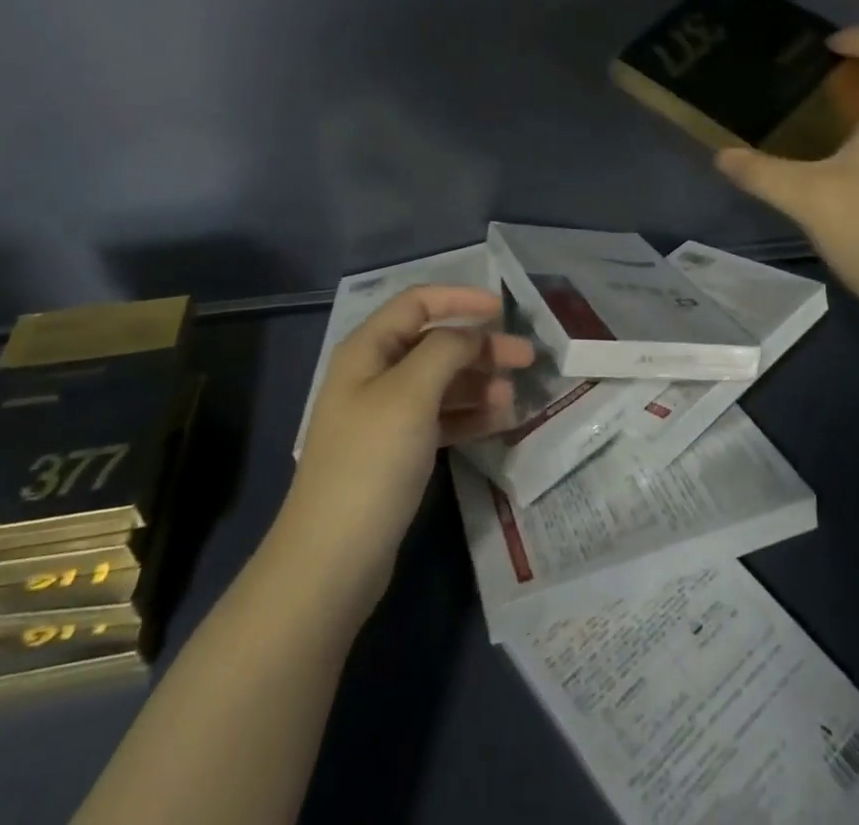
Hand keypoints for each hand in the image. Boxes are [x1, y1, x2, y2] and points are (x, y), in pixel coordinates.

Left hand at [277, 285, 534, 620]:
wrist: (333, 559)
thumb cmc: (371, 461)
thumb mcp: (410, 393)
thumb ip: (446, 350)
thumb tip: (472, 333)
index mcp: (368, 349)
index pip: (417, 302)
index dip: (460, 299)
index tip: (502, 310)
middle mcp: (374, 374)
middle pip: (434, 343)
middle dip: (479, 346)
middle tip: (525, 357)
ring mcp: (385, 415)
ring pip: (441, 382)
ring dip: (478, 381)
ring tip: (514, 395)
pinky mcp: (397, 451)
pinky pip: (440, 418)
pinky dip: (469, 414)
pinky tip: (499, 420)